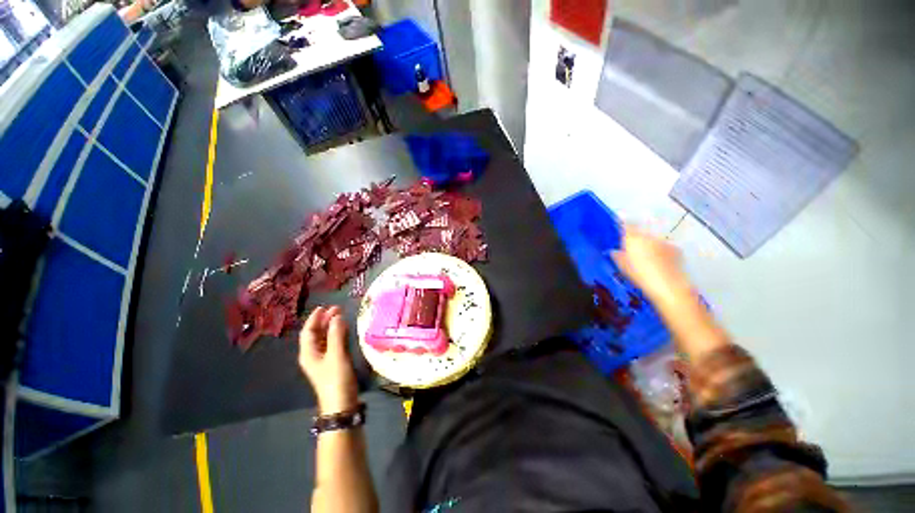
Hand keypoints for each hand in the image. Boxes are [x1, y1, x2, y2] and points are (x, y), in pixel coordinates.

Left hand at [298, 306, 357, 414]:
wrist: (341, 403)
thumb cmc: (336, 379)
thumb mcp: (336, 355)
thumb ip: (336, 335)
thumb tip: (337, 317)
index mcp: (308, 353)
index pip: (308, 331)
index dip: (315, 318)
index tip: (324, 306)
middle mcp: (313, 354)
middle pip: (316, 333)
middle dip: (325, 320)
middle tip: (338, 308)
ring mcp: (323, 359)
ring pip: (325, 338)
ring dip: (332, 326)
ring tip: (342, 315)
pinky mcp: (333, 363)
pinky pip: (333, 343)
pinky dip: (337, 334)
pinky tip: (345, 329)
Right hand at [612, 226, 689, 303]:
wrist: (668, 285)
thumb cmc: (640, 275)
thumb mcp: (623, 267)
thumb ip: (618, 256)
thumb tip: (614, 251)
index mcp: (633, 239)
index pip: (627, 225)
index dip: (623, 225)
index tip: (621, 228)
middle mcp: (648, 236)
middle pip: (640, 232)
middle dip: (637, 238)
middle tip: (634, 250)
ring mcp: (663, 241)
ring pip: (652, 239)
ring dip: (649, 245)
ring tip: (648, 258)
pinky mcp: (675, 248)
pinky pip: (664, 246)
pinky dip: (661, 251)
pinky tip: (660, 262)